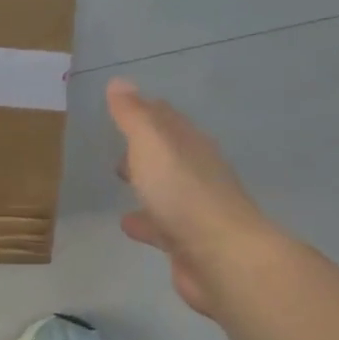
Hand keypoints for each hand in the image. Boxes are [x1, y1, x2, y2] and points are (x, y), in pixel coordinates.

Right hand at [106, 79, 275, 315]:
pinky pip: (159, 224)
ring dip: (145, 182)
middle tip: (117, 143)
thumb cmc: (183, 193)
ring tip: (119, 179)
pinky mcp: (186, 241)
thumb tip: (118, 82)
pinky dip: (143, 220)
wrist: (221, 257)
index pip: (165, 118)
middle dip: (144, 146)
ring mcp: (193, 209)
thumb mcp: (151, 145)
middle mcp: (196, 172)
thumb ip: (133, 116)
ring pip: (164, 188)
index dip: (144, 109)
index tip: (121, 105)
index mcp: (189, 145)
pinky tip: (126, 223)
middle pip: (167, 153)